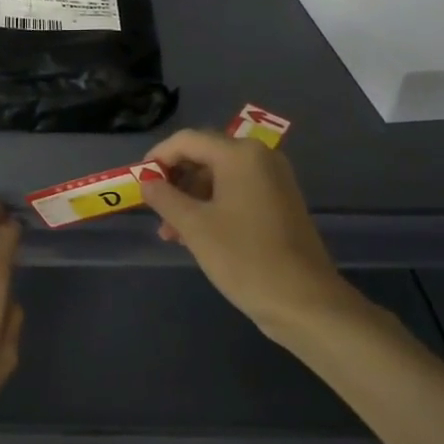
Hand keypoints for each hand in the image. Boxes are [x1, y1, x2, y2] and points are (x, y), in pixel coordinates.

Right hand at [143, 128, 364, 334]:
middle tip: (153, 209)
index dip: (157, 157)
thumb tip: (146, 181)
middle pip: (204, 156)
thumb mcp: (194, 226)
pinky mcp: (279, 203)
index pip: (186, 140)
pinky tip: (194, 236)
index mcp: (240, 155)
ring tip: (170, 233)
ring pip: (219, 178)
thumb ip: (164, 197)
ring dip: (190, 199)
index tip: (137, 182)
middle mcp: (259, 158)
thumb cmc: (245, 258)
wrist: (305, 302)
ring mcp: (273, 180)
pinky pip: (236, 193)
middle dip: (175, 181)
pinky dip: (212, 207)